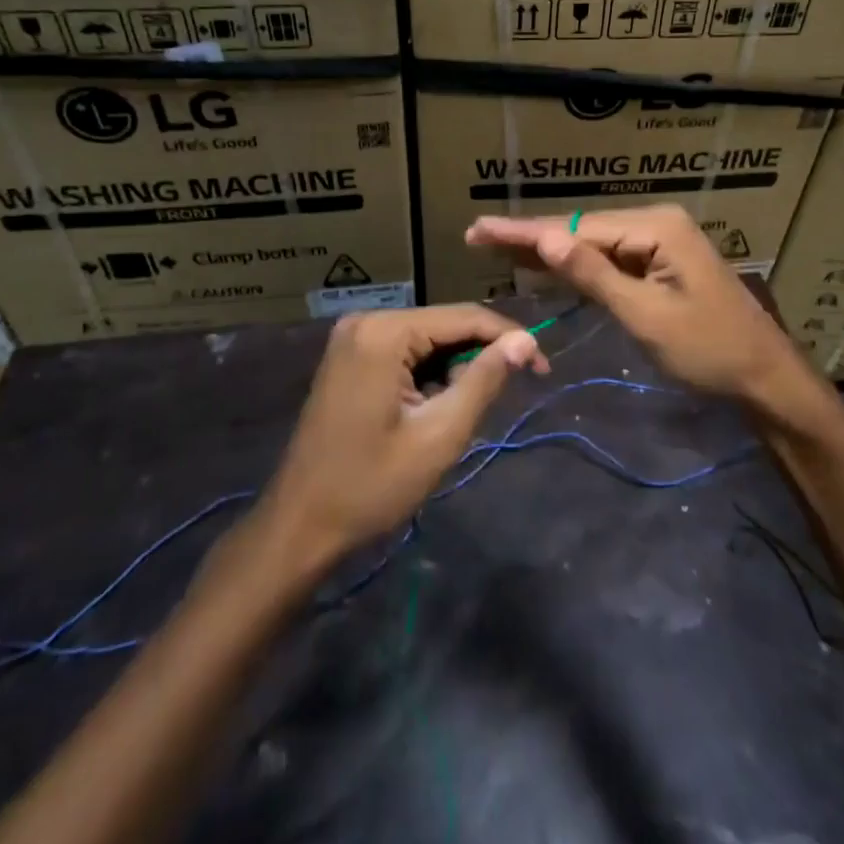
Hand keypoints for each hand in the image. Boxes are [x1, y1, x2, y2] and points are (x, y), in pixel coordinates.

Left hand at [257, 306, 545, 568]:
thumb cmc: (371, 486)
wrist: (299, 526)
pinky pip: (406, 351)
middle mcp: (367, 320)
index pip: (465, 317)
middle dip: (480, 357)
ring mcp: (354, 337)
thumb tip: (525, 341)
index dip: (510, 338)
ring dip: (454, 370)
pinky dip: (429, 375)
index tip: (543, 368)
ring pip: (428, 339)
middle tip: (506, 397)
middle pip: (445, 325)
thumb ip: (485, 379)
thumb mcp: (440, 434)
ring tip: (460, 415)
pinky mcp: (350, 355)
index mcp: (385, 332)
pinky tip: (433, 409)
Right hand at [465, 206, 805, 406]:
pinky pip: (610, 258)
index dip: (525, 231)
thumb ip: (595, 275)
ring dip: (549, 248)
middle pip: (582, 229)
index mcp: (656, 226)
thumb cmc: (708, 350)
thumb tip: (546, 238)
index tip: (480, 228)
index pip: (577, 227)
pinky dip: (577, 264)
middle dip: (531, 236)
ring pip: (593, 242)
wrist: (764, 376)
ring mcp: (660, 241)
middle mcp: (656, 222)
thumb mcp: (646, 315)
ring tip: (498, 245)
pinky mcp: (661, 262)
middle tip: (478, 235)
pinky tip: (545, 262)